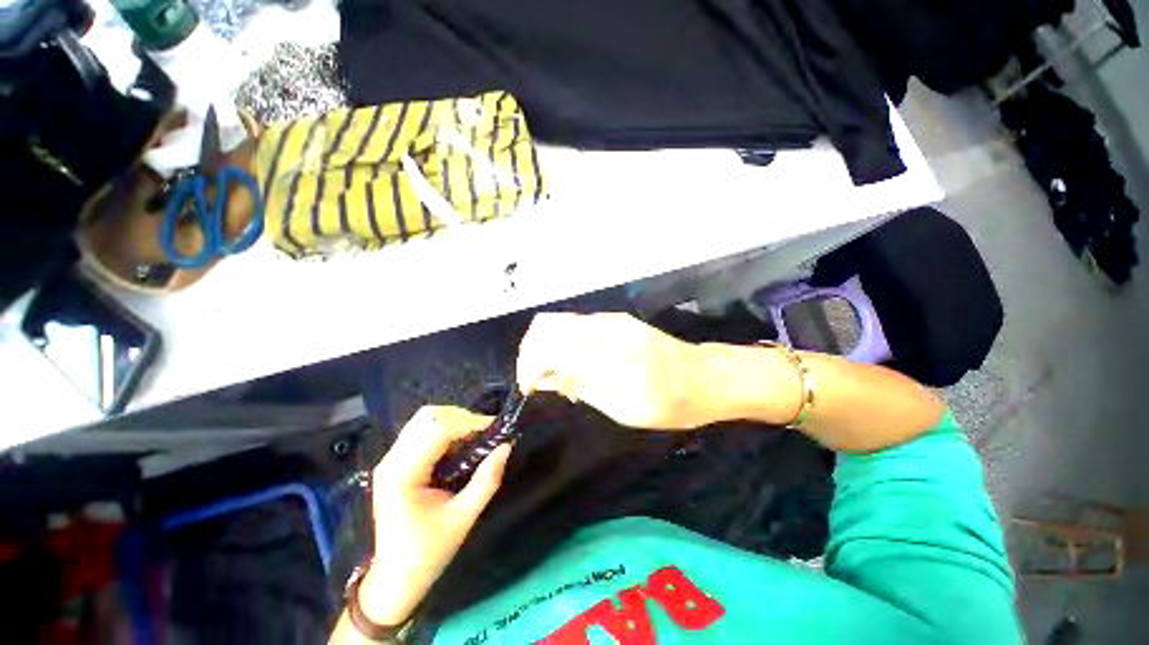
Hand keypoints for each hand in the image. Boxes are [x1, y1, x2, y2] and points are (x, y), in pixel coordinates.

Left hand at [359, 406, 511, 626]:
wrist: (394, 578)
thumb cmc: (427, 553)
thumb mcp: (463, 518)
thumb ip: (486, 480)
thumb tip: (507, 446)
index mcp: (403, 474)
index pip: (437, 429)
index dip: (470, 422)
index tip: (496, 429)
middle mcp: (392, 459)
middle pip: (429, 416)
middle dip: (463, 417)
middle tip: (486, 433)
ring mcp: (391, 459)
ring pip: (425, 418)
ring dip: (455, 421)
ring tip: (476, 437)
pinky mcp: (397, 461)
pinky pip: (423, 430)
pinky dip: (446, 429)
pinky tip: (461, 445)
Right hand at [516, 312, 706, 429]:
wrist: (705, 379)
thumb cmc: (666, 402)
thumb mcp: (619, 406)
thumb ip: (578, 385)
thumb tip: (544, 376)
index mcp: (603, 348)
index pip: (545, 341)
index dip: (528, 362)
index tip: (529, 386)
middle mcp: (602, 326)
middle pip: (547, 324)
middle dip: (533, 351)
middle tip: (539, 379)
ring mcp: (611, 320)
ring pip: (561, 323)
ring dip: (549, 347)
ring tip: (558, 376)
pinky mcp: (618, 322)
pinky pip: (578, 327)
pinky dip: (566, 344)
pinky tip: (577, 366)